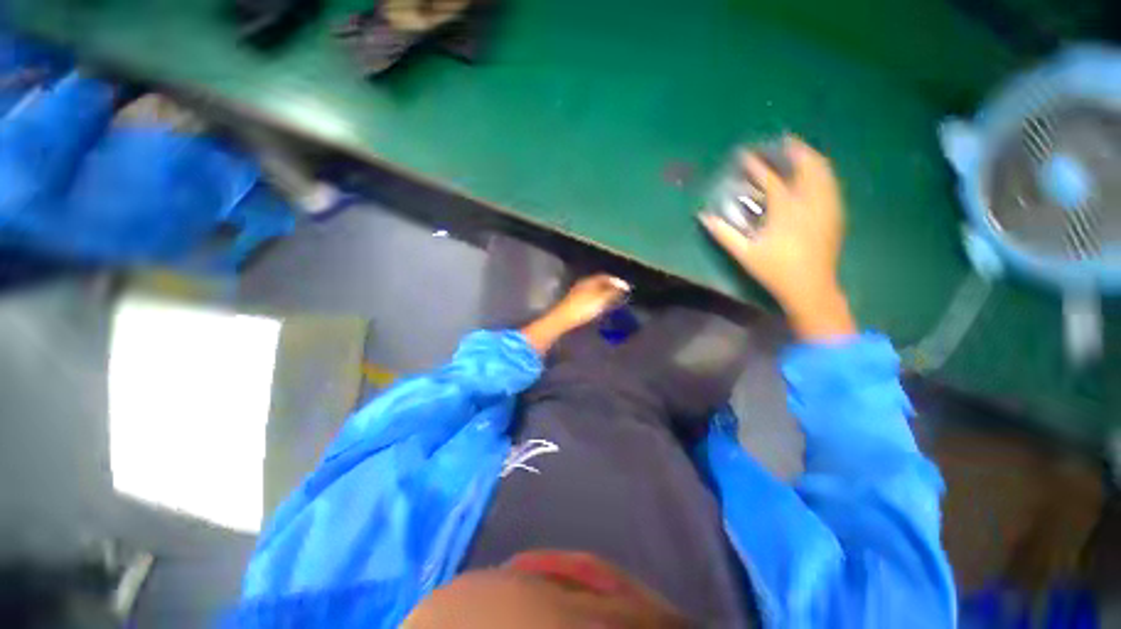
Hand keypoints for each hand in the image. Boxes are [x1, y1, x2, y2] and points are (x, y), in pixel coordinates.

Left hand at [521, 274, 629, 354]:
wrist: (562, 320)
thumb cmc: (582, 309)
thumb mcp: (600, 300)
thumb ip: (612, 292)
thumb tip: (621, 287)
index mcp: (589, 281)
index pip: (605, 277)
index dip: (617, 281)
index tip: (626, 288)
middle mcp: (582, 284)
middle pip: (599, 282)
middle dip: (611, 287)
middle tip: (621, 294)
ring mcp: (576, 293)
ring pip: (594, 290)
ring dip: (604, 293)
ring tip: (613, 301)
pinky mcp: (573, 303)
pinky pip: (589, 297)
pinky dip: (598, 299)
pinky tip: (600, 307)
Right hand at [700, 136, 855, 339]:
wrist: (811, 287)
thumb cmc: (775, 270)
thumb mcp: (744, 253)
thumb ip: (723, 233)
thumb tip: (703, 216)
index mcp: (786, 210)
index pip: (771, 179)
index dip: (756, 165)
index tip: (745, 154)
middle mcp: (810, 202)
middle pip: (807, 166)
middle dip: (795, 150)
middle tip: (782, 141)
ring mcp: (826, 207)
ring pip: (824, 172)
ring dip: (811, 157)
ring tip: (800, 151)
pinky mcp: (835, 214)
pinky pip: (832, 184)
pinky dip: (823, 172)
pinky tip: (817, 174)